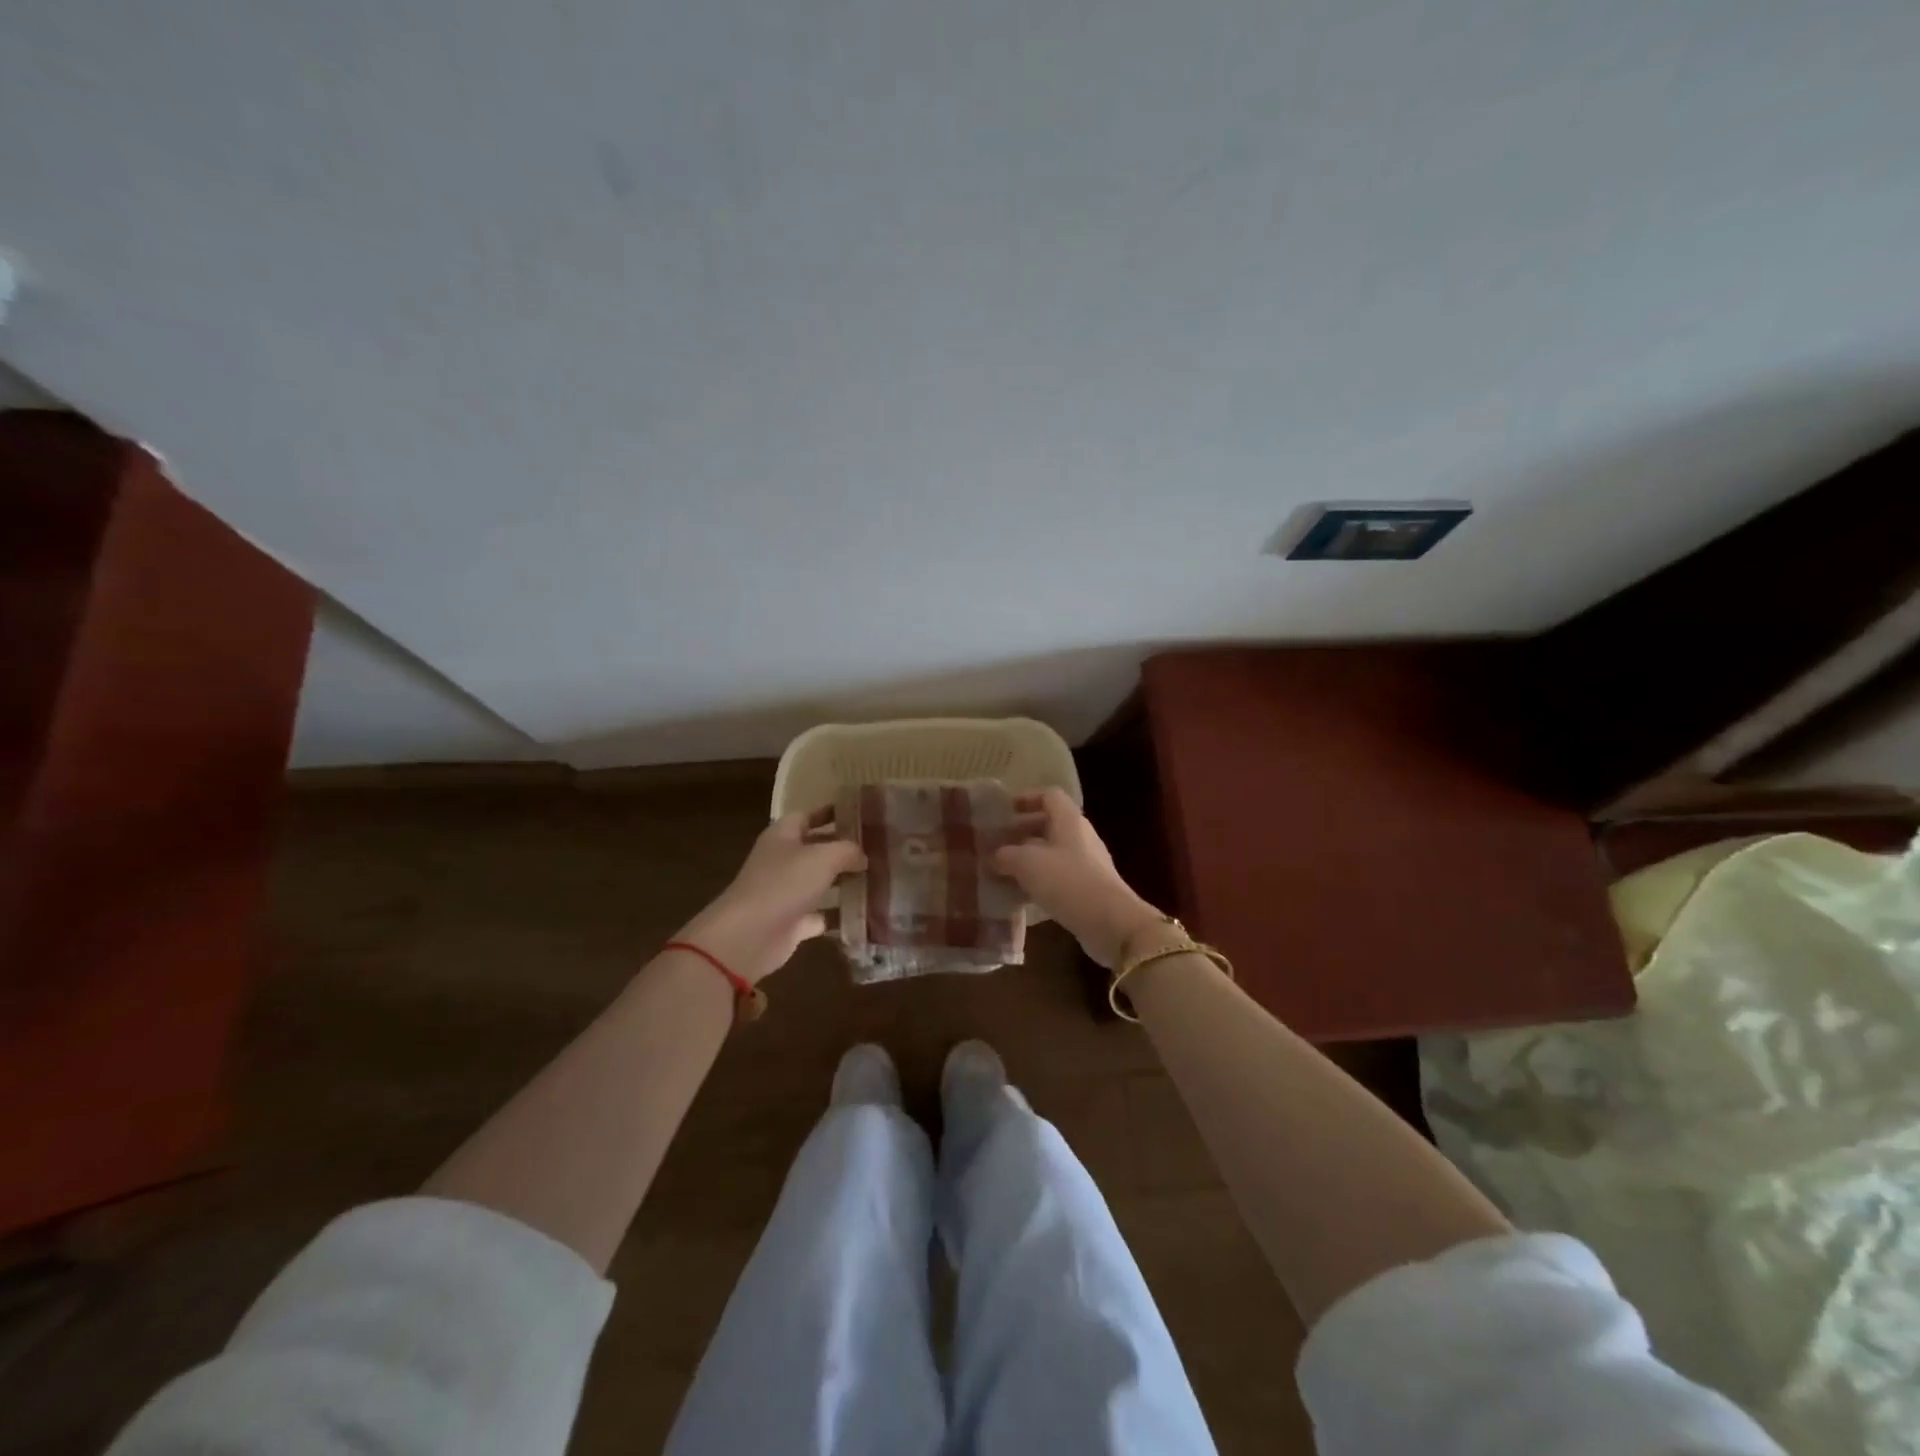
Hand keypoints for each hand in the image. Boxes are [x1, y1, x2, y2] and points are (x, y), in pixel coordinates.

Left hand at [677, 811, 865, 983]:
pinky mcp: (791, 923)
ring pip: (820, 882)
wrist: (749, 936)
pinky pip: (820, 915)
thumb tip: (862, 856)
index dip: (831, 811)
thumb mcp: (823, 857)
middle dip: (843, 848)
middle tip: (878, 848)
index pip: (808, 815)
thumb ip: (847, 850)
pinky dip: (838, 915)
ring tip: (878, 878)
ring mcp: (786, 893)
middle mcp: (782, 861)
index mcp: (783, 835)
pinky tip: (864, 913)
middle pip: (816, 849)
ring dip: (844, 881)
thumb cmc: (784, 884)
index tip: (860, 813)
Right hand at [993, 788, 1164, 967]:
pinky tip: (1022, 894)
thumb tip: (995, 856)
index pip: (1049, 796)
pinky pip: (1060, 876)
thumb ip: (1006, 855)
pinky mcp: (1089, 888)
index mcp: (1069, 820)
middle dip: (1023, 831)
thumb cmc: (1067, 880)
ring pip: (1054, 852)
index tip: (1005, 811)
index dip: (1026, 798)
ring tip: (1004, 870)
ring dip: (1029, 858)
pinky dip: (1041, 880)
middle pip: (1050, 824)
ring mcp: (1088, 863)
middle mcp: (1080, 836)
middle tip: (998, 843)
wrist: (1110, 922)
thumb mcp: (1027, 863)